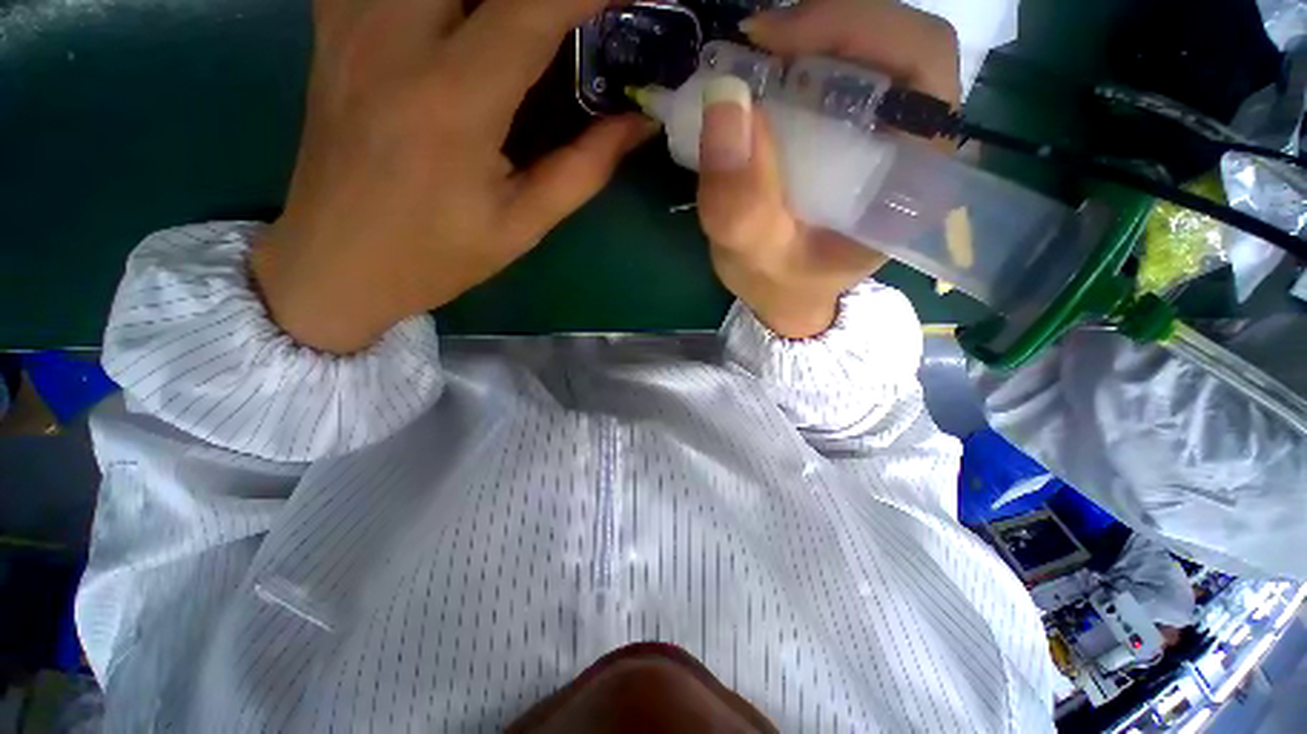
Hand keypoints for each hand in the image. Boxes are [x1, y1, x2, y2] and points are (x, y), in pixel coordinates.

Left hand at [253, 0, 652, 352]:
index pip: (534, 8)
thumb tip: (637, 123)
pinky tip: (457, 16)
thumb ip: (585, 168)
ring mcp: (353, 21)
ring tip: (528, 18)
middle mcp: (397, 38)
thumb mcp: (522, 225)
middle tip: (577, 13)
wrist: (337, 260)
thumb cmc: (437, 254)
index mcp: (454, 101)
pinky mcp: (333, 24)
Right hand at [697, 0, 960, 337]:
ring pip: (872, 51)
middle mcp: (915, 147)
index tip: (772, 44)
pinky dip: (801, 61)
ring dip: (810, 41)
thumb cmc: (779, 284)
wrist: (786, 295)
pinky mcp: (860, 137)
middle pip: (899, 44)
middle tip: (756, 46)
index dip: (854, 29)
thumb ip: (740, 203)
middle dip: (827, 28)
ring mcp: (889, 137)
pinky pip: (844, 74)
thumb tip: (725, 101)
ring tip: (755, 61)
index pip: (921, 64)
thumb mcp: (754, 257)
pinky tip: (766, 78)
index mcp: (911, 181)